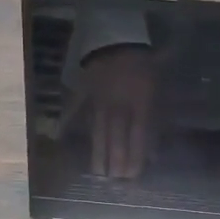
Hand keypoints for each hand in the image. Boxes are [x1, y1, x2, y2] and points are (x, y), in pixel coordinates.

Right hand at [80, 45, 153, 177]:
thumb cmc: (142, 65)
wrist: (117, 38)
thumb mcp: (156, 88)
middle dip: (116, 160)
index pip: (137, 134)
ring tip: (98, 173)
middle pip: (116, 137)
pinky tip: (63, 140)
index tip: (132, 174)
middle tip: (116, 180)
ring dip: (99, 153)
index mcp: (139, 100)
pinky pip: (78, 112)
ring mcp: (99, 100)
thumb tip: (154, 148)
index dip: (135, 155)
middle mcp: (118, 104)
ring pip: (99, 130)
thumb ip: (156, 117)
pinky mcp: (85, 94)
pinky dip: (70, 126)